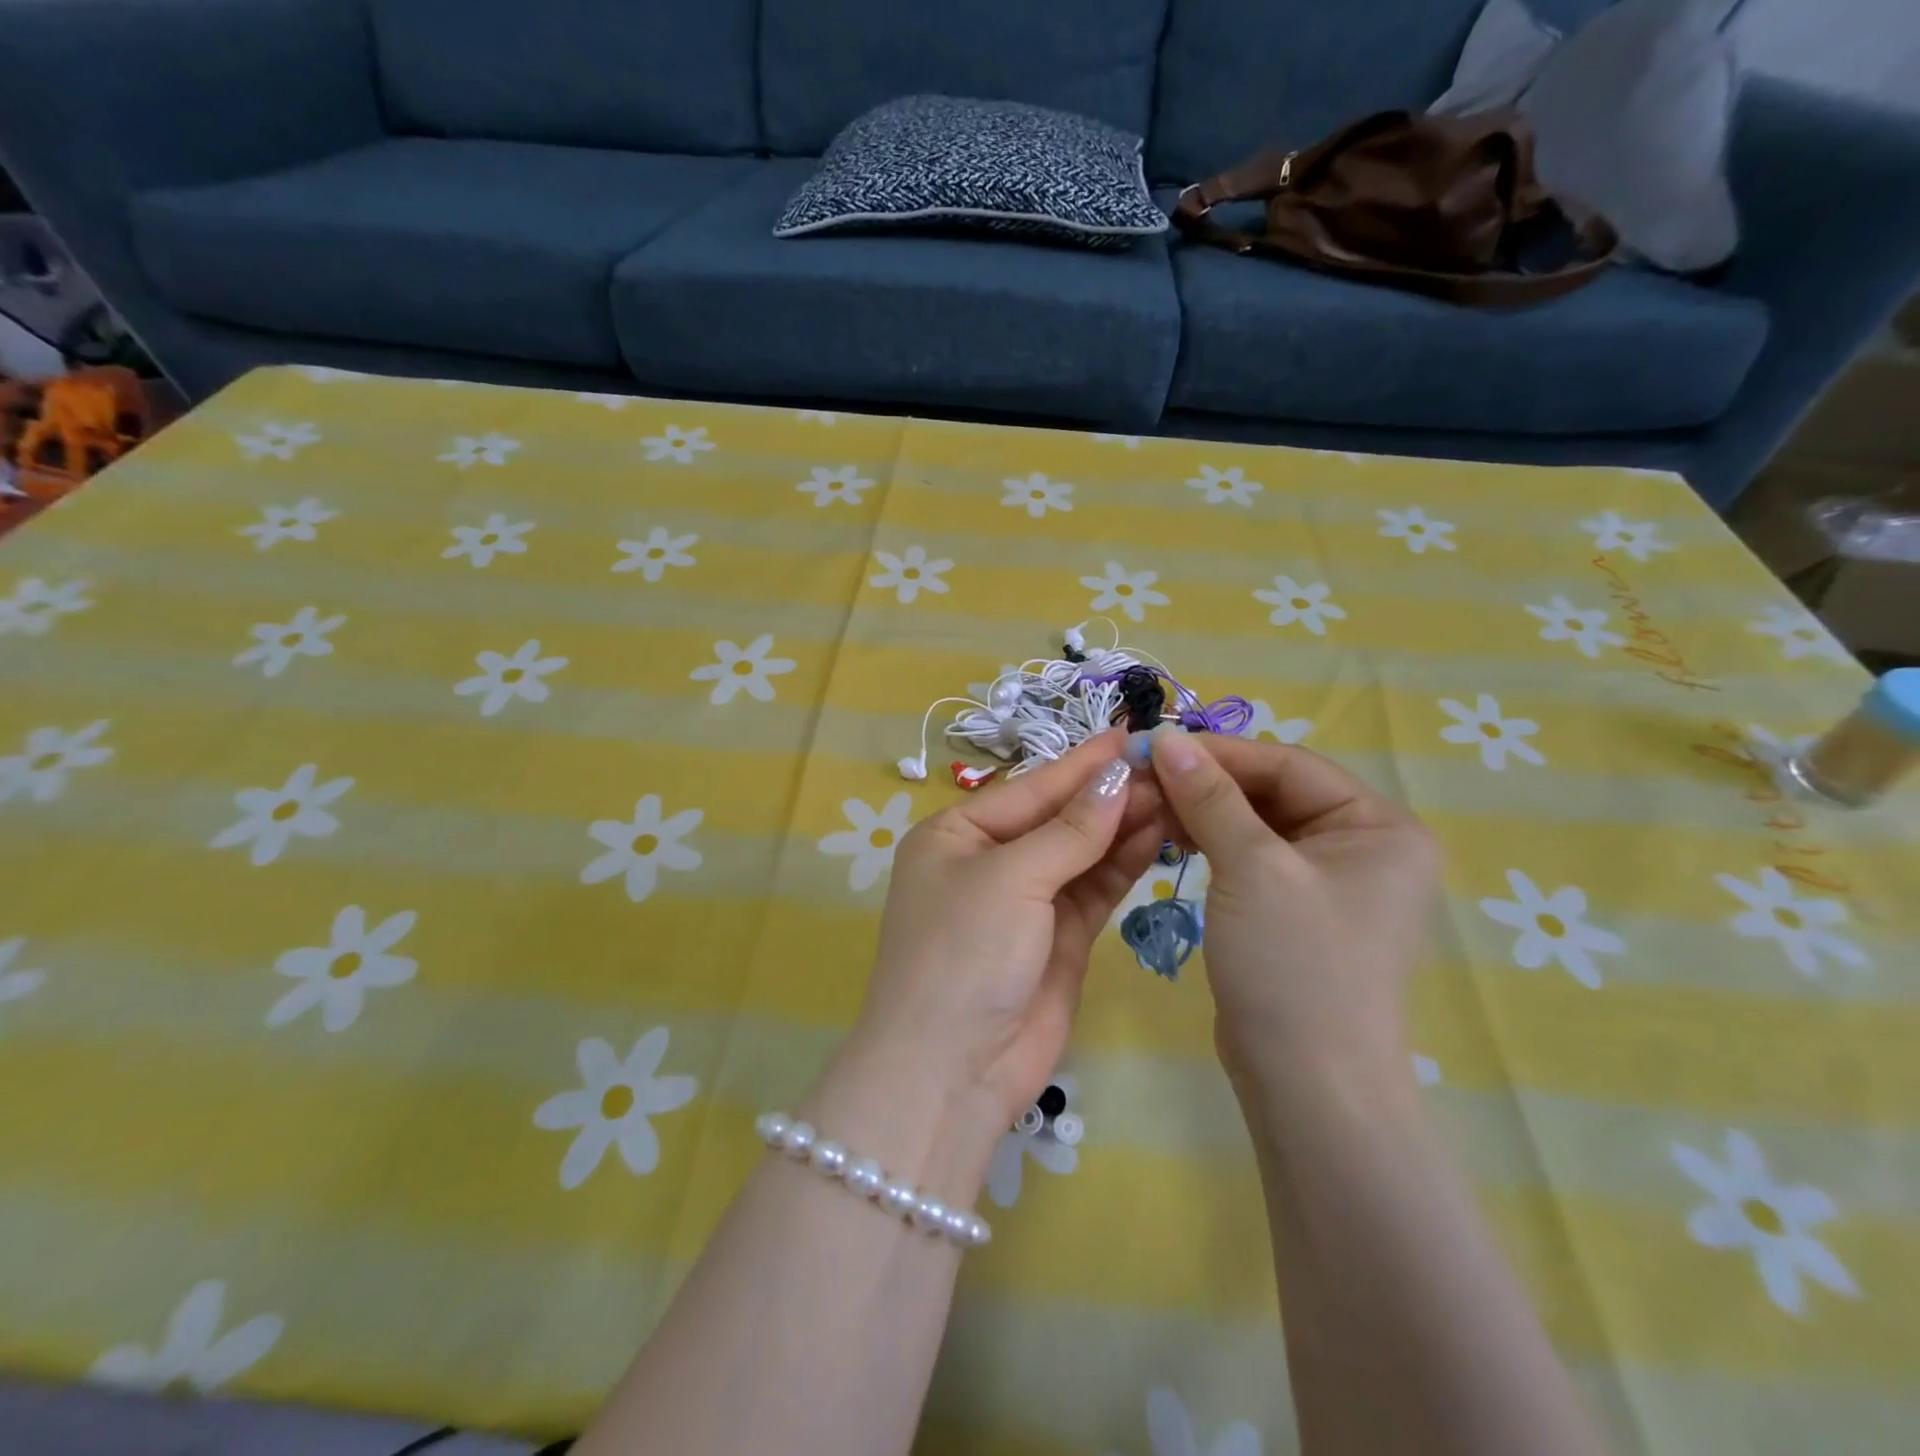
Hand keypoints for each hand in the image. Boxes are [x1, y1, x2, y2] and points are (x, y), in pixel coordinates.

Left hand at [845, 729, 1166, 1135]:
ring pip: (1082, 851)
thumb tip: (1118, 777)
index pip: (1030, 788)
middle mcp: (990, 862)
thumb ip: (1070, 830)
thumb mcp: (1010, 879)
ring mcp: (1026, 902)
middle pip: (1058, 817)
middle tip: (1170, 767)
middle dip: (1109, 794)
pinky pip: (1094, 889)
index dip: (1082, 764)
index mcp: (956, 834)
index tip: (1133, 736)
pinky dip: (1123, 864)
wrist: (952, 1070)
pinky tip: (1158, 836)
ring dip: (1123, 825)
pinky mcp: (1058, 938)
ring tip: (1175, 795)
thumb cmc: (963, 953)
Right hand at [1148, 728, 1438, 1098]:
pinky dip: (1211, 843)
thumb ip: (1210, 798)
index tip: (1155, 744)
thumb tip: (1167, 738)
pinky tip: (1171, 838)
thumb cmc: (1294, 965)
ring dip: (1203, 811)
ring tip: (1150, 807)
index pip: (1289, 765)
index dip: (1221, 753)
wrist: (1307, 1086)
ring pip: (1255, 823)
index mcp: (1379, 825)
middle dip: (1208, 784)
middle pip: (1273, 791)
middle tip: (1144, 778)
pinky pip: (1250, 856)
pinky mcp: (1294, 908)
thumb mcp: (1252, 869)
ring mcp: (1328, 880)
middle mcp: (1362, 845)